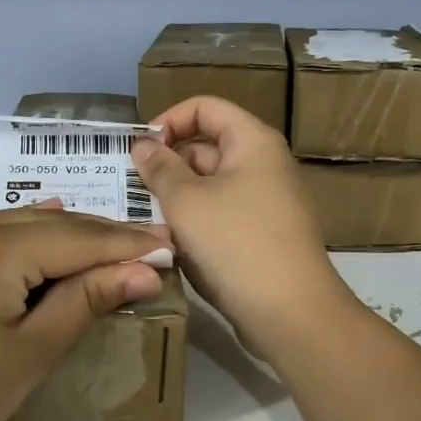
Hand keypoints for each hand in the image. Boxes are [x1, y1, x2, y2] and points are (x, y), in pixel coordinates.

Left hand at [0, 206, 169, 420]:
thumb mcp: (30, 354)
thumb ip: (87, 300)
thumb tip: (147, 269)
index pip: (75, 239)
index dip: (126, 243)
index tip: (171, 241)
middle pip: (46, 225)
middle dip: (99, 237)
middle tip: (151, 242)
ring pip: (16, 224)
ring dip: (63, 236)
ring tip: (113, 244)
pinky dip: (23, 238)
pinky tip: (48, 230)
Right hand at [132, 96, 356, 358]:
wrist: (290, 313)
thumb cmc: (235, 243)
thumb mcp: (186, 201)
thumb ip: (160, 168)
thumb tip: (144, 146)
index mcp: (252, 141)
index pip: (205, 107)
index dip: (169, 120)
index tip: (139, 150)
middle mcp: (263, 164)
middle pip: (207, 145)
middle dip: (168, 162)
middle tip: (130, 188)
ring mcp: (266, 202)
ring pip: (211, 185)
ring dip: (177, 196)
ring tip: (142, 216)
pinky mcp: (262, 235)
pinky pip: (222, 214)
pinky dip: (195, 221)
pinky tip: (168, 242)